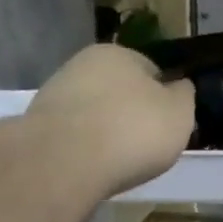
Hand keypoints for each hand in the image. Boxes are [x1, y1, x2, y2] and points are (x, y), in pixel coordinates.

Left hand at [27, 44, 195, 197]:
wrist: (65, 162)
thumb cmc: (132, 132)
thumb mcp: (179, 115)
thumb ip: (184, 97)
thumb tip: (179, 87)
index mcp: (120, 53)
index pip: (150, 70)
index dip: (163, 97)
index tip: (168, 125)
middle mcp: (83, 64)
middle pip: (118, 91)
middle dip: (130, 114)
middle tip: (144, 146)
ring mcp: (56, 94)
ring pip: (93, 113)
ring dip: (105, 132)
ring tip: (117, 162)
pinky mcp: (38, 126)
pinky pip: (73, 136)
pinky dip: (84, 149)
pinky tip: (92, 168)